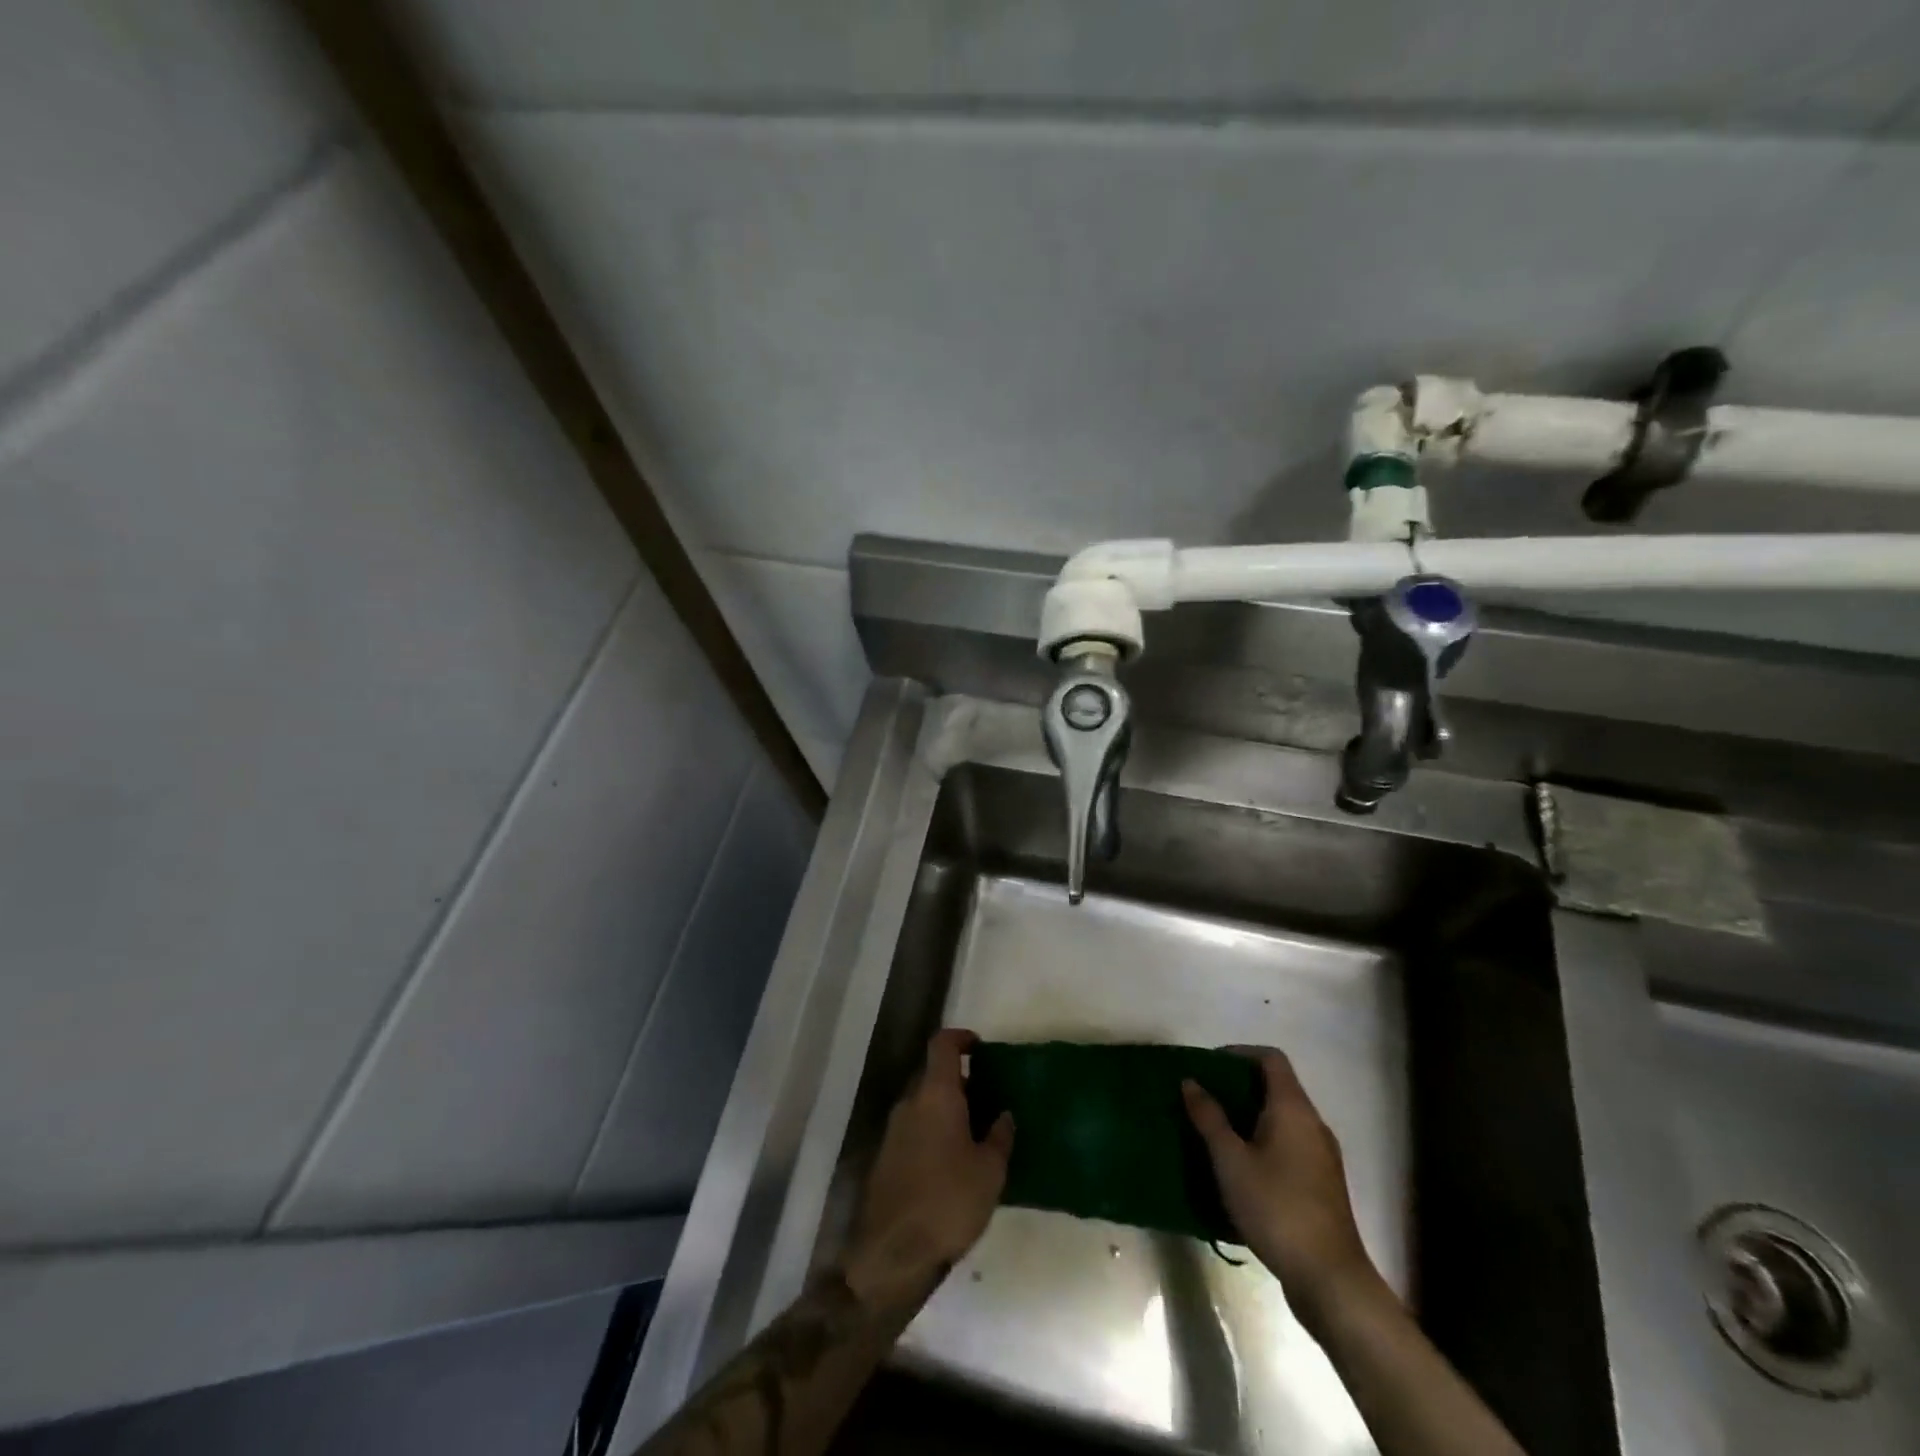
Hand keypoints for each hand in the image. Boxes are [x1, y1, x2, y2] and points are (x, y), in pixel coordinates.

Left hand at [840, 1029, 1013, 1315]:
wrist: (892, 1254)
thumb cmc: (948, 1202)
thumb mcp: (989, 1171)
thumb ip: (999, 1136)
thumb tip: (1003, 1115)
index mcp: (935, 1095)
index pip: (942, 1044)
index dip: (961, 1038)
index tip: (980, 1048)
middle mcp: (910, 1103)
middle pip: (933, 1074)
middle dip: (960, 1080)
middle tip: (988, 1099)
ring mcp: (893, 1130)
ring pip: (923, 1103)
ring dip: (947, 1108)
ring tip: (976, 1132)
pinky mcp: (886, 1157)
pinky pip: (915, 1128)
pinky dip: (934, 1131)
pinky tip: (954, 1161)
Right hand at [1183, 1047, 1382, 1333]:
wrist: (1330, 1279)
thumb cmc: (1276, 1208)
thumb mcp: (1231, 1161)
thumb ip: (1209, 1118)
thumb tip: (1190, 1082)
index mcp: (1294, 1109)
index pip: (1270, 1058)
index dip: (1239, 1053)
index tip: (1209, 1066)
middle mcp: (1313, 1124)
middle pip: (1277, 1087)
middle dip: (1239, 1086)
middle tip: (1204, 1098)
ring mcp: (1323, 1155)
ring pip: (1283, 1118)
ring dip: (1250, 1116)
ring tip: (1216, 1131)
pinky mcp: (1323, 1184)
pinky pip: (1290, 1144)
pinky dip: (1264, 1141)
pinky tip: (1241, 1167)